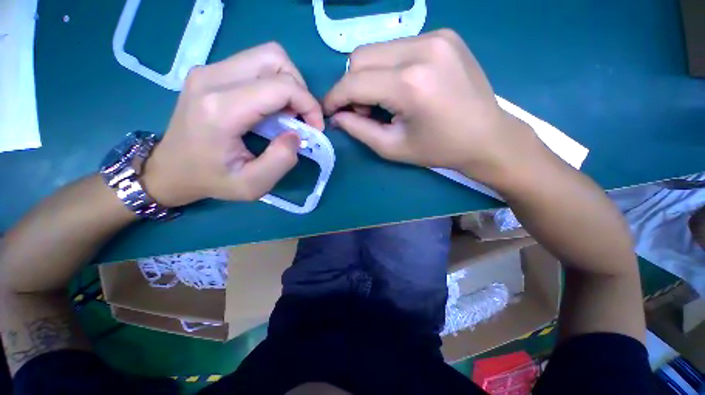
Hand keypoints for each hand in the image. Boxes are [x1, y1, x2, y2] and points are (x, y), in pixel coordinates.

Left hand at [142, 42, 323, 206]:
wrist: (170, 169)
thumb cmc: (211, 180)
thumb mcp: (253, 185)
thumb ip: (281, 161)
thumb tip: (297, 134)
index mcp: (222, 109)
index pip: (281, 86)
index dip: (309, 104)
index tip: (315, 128)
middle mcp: (212, 78)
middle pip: (275, 59)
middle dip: (300, 89)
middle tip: (301, 117)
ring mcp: (208, 70)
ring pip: (267, 56)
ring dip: (288, 84)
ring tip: (288, 113)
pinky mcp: (210, 72)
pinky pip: (255, 64)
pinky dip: (274, 83)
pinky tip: (272, 107)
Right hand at [324, 29, 536, 185]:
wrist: (488, 137)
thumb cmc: (439, 149)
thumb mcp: (393, 147)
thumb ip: (359, 130)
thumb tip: (336, 116)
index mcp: (410, 84)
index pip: (354, 81)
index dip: (335, 97)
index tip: (330, 111)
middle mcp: (423, 49)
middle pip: (361, 57)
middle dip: (352, 86)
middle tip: (362, 111)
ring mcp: (437, 36)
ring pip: (378, 50)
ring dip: (370, 76)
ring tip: (383, 102)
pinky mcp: (444, 35)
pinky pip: (398, 48)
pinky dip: (388, 68)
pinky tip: (401, 88)